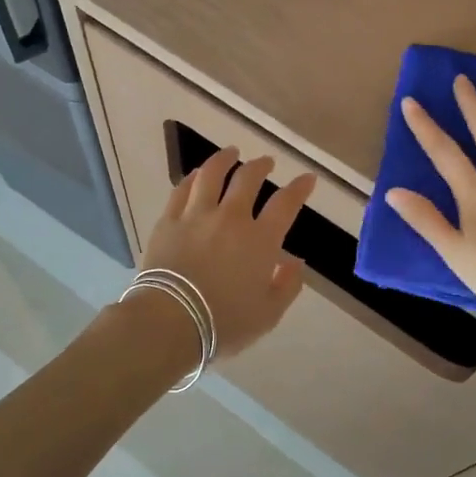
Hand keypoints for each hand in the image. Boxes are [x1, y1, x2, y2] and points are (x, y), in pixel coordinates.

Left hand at [140, 147, 314, 358]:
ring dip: (224, 159)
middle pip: (248, 179)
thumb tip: (295, 262)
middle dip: (261, 166)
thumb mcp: (268, 314)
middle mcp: (230, 218)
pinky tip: (196, 174)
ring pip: (211, 174)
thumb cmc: (224, 323)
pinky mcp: (168, 221)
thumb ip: (287, 286)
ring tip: (231, 152)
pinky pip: (181, 190)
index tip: (307, 178)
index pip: (286, 204)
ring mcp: (196, 216)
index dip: (300, 188)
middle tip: (266, 162)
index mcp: (260, 240)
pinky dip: (192, 177)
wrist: (170, 322)